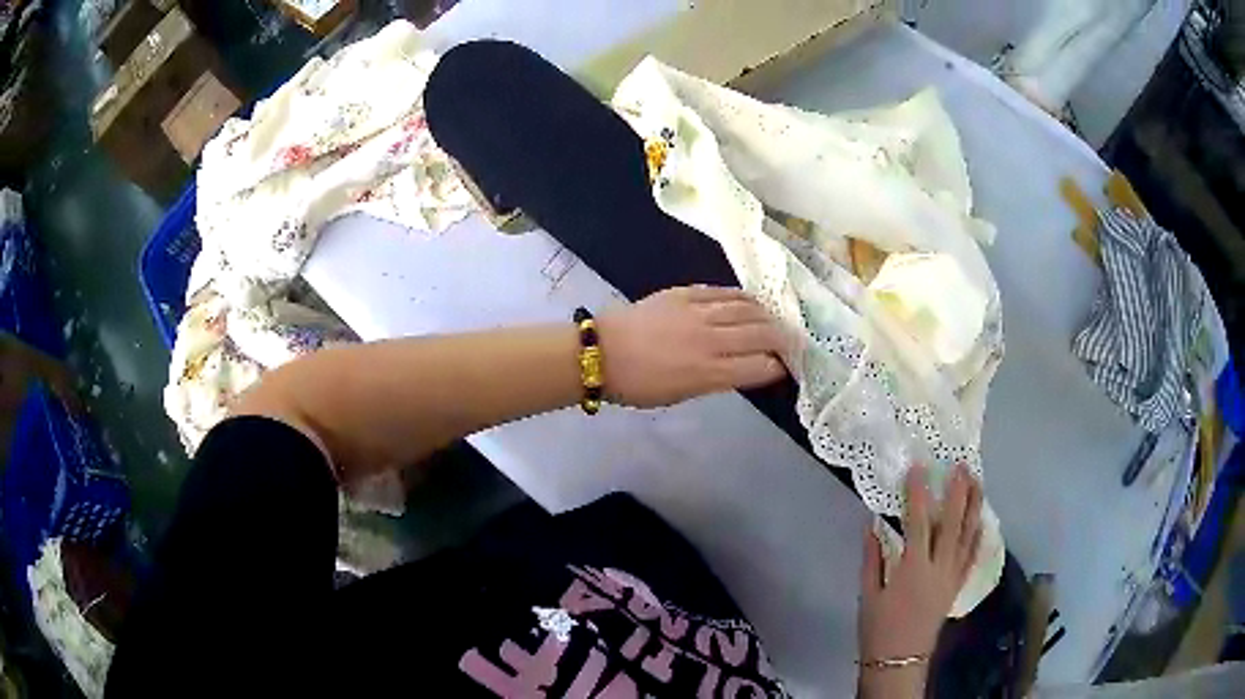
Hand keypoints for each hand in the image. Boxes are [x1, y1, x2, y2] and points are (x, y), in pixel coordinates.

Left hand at [596, 286, 788, 408]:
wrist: (603, 351)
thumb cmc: (638, 385)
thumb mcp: (681, 394)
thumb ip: (717, 379)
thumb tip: (745, 368)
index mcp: (709, 371)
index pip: (761, 366)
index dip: (779, 367)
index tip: (785, 368)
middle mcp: (711, 339)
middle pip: (763, 334)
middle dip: (784, 340)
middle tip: (793, 343)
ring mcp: (699, 311)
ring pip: (748, 307)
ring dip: (768, 315)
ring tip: (776, 320)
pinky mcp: (686, 293)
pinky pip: (724, 292)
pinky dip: (743, 297)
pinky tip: (752, 301)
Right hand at [857, 464, 982, 696]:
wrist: (899, 659)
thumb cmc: (878, 627)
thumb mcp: (868, 594)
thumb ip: (872, 558)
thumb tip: (872, 524)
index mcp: (912, 569)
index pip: (919, 523)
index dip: (919, 494)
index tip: (919, 468)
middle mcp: (938, 568)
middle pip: (952, 524)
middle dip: (958, 493)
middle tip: (962, 466)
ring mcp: (951, 576)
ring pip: (967, 535)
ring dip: (973, 507)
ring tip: (977, 482)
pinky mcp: (956, 586)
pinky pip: (972, 555)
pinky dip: (978, 535)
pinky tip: (982, 520)